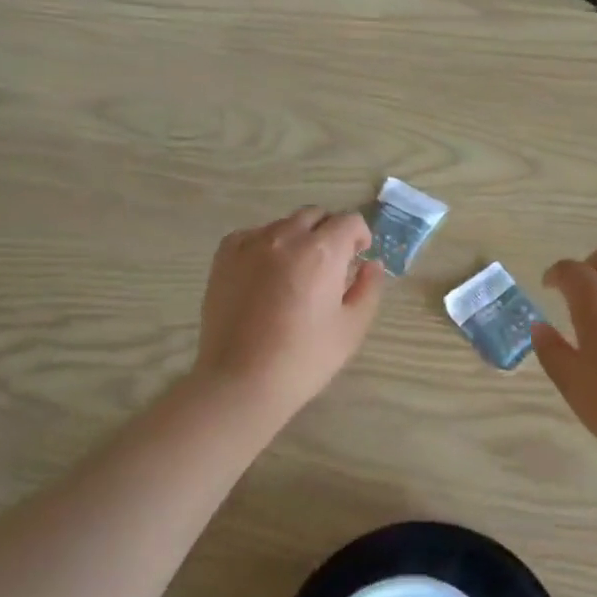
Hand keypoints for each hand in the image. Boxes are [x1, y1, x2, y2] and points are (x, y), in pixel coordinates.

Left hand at [191, 208, 385, 418]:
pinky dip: (266, 245)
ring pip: (284, 224)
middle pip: (316, 215)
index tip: (358, 258)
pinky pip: (253, 235)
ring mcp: (251, 244)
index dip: (359, 237)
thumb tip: (372, 265)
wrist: (240, 382)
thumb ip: (369, 289)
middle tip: (331, 265)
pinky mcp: (224, 257)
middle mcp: (286, 237)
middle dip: (330, 232)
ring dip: (298, 238)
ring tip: (296, 272)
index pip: (349, 221)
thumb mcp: (352, 328)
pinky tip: (266, 274)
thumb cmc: (304, 358)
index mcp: (322, 251)